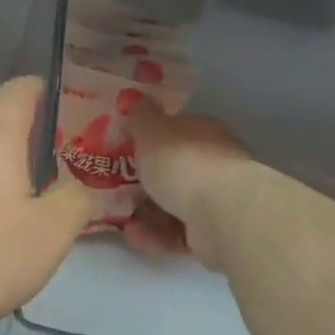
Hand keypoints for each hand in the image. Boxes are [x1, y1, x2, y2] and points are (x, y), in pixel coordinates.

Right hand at [124, 105, 252, 267]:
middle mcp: (214, 164)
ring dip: (145, 213)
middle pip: (173, 171)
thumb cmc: (183, 163)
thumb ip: (139, 117)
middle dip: (143, 182)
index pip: (174, 132)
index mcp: (202, 134)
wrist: (222, 214)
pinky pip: (178, 233)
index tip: (121, 152)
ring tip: (121, 218)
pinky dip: (156, 235)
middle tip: (113, 189)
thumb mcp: (151, 132)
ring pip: (173, 205)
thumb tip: (132, 99)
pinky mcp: (214, 234)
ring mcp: (217, 200)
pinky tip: (135, 236)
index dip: (147, 141)